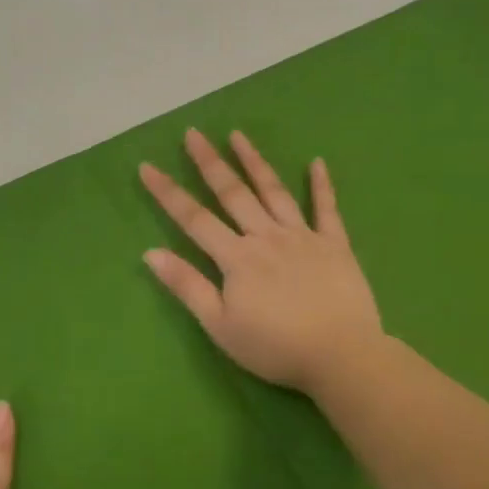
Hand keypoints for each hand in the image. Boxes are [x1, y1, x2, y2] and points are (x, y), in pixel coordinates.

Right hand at [139, 129, 381, 391]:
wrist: (341, 356)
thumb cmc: (274, 347)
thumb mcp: (220, 325)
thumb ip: (187, 286)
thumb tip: (150, 253)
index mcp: (236, 258)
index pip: (194, 218)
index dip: (168, 193)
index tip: (147, 166)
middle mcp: (266, 237)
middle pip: (233, 193)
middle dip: (210, 162)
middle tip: (193, 133)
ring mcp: (303, 237)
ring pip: (274, 192)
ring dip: (255, 162)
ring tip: (238, 135)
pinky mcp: (335, 245)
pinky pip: (327, 210)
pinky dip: (321, 185)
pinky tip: (317, 162)